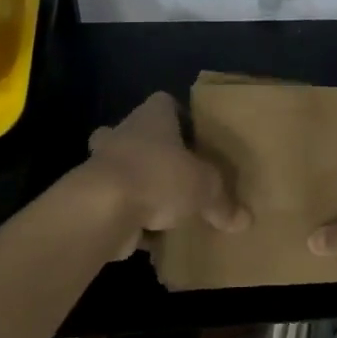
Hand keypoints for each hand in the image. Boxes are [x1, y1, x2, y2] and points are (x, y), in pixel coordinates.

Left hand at [82, 92, 249, 256]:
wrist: (102, 208)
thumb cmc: (158, 177)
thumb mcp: (204, 189)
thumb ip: (223, 203)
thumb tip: (246, 221)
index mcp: (153, 117)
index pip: (164, 103)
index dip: (179, 115)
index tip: (194, 135)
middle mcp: (124, 133)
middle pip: (137, 133)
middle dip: (151, 150)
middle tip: (175, 169)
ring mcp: (101, 164)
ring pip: (120, 167)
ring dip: (137, 183)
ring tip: (162, 205)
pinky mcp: (90, 196)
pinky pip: (113, 202)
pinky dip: (127, 215)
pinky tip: (147, 234)